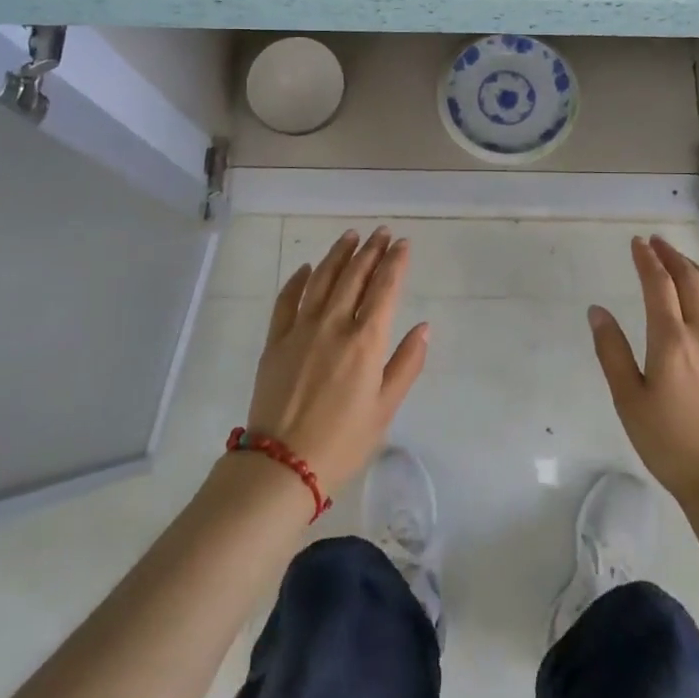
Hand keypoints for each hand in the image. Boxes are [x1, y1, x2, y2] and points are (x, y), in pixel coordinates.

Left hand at [246, 227, 428, 491]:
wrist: (282, 465)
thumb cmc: (343, 442)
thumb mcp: (385, 408)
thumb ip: (406, 364)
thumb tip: (423, 327)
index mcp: (365, 342)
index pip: (384, 288)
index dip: (395, 262)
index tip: (403, 243)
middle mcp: (334, 325)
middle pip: (354, 276)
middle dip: (371, 250)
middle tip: (381, 232)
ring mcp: (300, 330)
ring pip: (321, 279)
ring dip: (338, 255)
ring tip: (350, 236)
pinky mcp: (275, 341)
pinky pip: (286, 300)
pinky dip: (297, 280)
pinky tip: (306, 268)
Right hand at [588, 236, 698, 509]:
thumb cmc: (669, 442)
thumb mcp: (628, 400)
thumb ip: (611, 351)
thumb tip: (597, 311)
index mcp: (671, 339)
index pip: (658, 284)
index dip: (646, 259)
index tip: (637, 243)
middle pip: (690, 280)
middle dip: (671, 256)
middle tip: (657, 243)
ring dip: (696, 270)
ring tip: (681, 261)